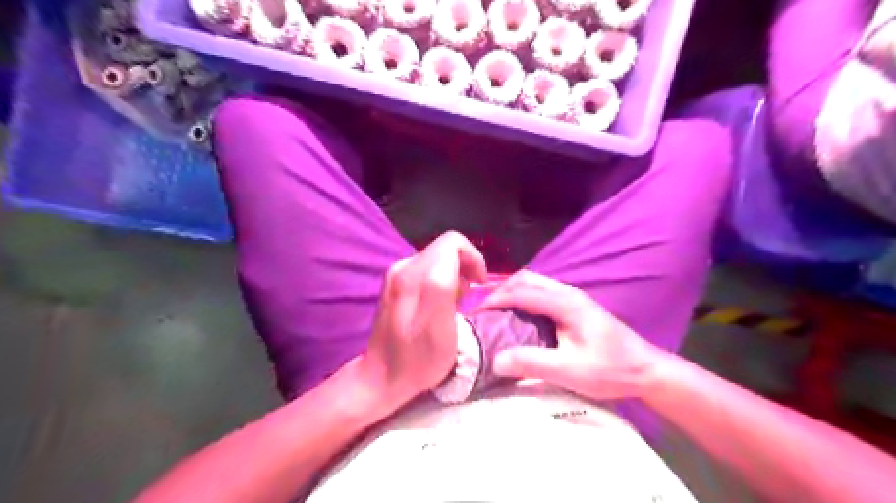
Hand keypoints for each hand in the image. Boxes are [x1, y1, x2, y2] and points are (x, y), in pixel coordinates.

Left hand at [358, 231, 486, 414]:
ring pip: (437, 260)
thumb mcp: (440, 327)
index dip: (474, 258)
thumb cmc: (418, 359)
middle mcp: (403, 266)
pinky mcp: (395, 284)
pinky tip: (439, 306)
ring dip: (453, 277)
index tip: (479, 284)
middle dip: (464, 269)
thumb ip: (446, 288)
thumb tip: (459, 266)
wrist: (381, 378)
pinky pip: (427, 271)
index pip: (453, 242)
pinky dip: (440, 283)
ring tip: (454, 306)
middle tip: (467, 299)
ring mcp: (396, 274)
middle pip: (445, 249)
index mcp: (416, 274)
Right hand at [475, 270, 663, 400]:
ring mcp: (573, 297)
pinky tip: (519, 317)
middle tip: (484, 311)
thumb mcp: (570, 371)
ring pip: (534, 283)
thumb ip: (532, 363)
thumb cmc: (610, 370)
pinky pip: (542, 292)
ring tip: (496, 312)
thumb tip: (496, 360)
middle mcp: (567, 292)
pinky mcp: (575, 306)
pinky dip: (524, 298)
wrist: (646, 370)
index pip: (521, 291)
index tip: (475, 313)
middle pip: (526, 279)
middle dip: (501, 290)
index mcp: (565, 302)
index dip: (495, 299)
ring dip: (513, 292)